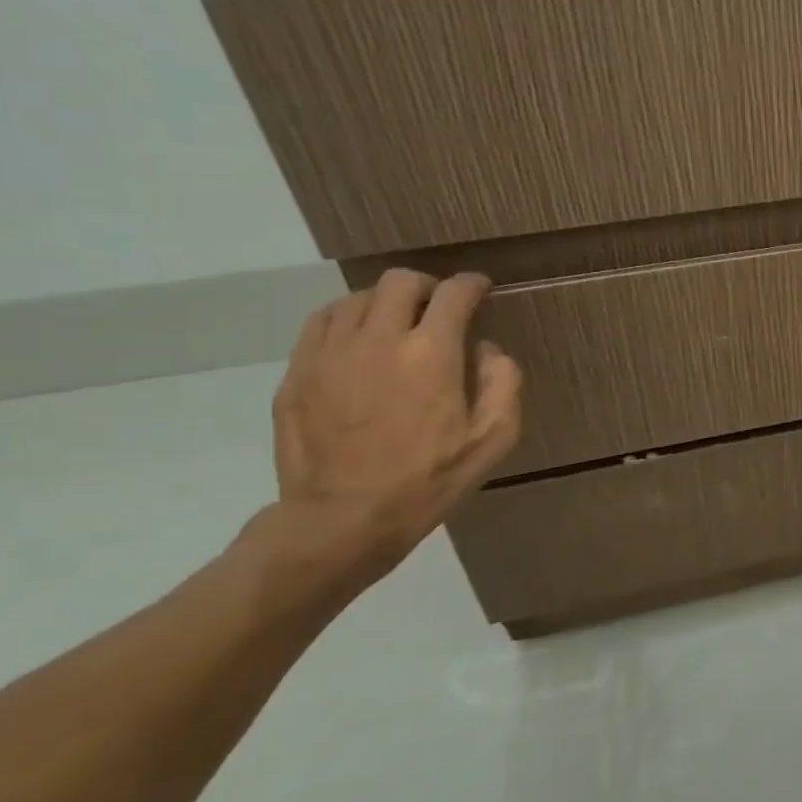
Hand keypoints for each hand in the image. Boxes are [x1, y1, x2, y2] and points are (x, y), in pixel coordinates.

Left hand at [269, 270, 522, 588]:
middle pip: (400, 282)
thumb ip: (503, 383)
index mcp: (432, 353)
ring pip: (356, 297)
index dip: (471, 285)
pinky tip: (356, 338)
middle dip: (427, 285)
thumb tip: (487, 350)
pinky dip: (345, 318)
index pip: (454, 295)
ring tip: (395, 322)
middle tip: (438, 304)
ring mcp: (330, 354)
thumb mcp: (493, 439)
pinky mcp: (298, 373)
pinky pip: (321, 323)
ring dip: (384, 301)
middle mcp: (379, 339)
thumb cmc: (429, 480)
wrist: (343, 519)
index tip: (479, 288)